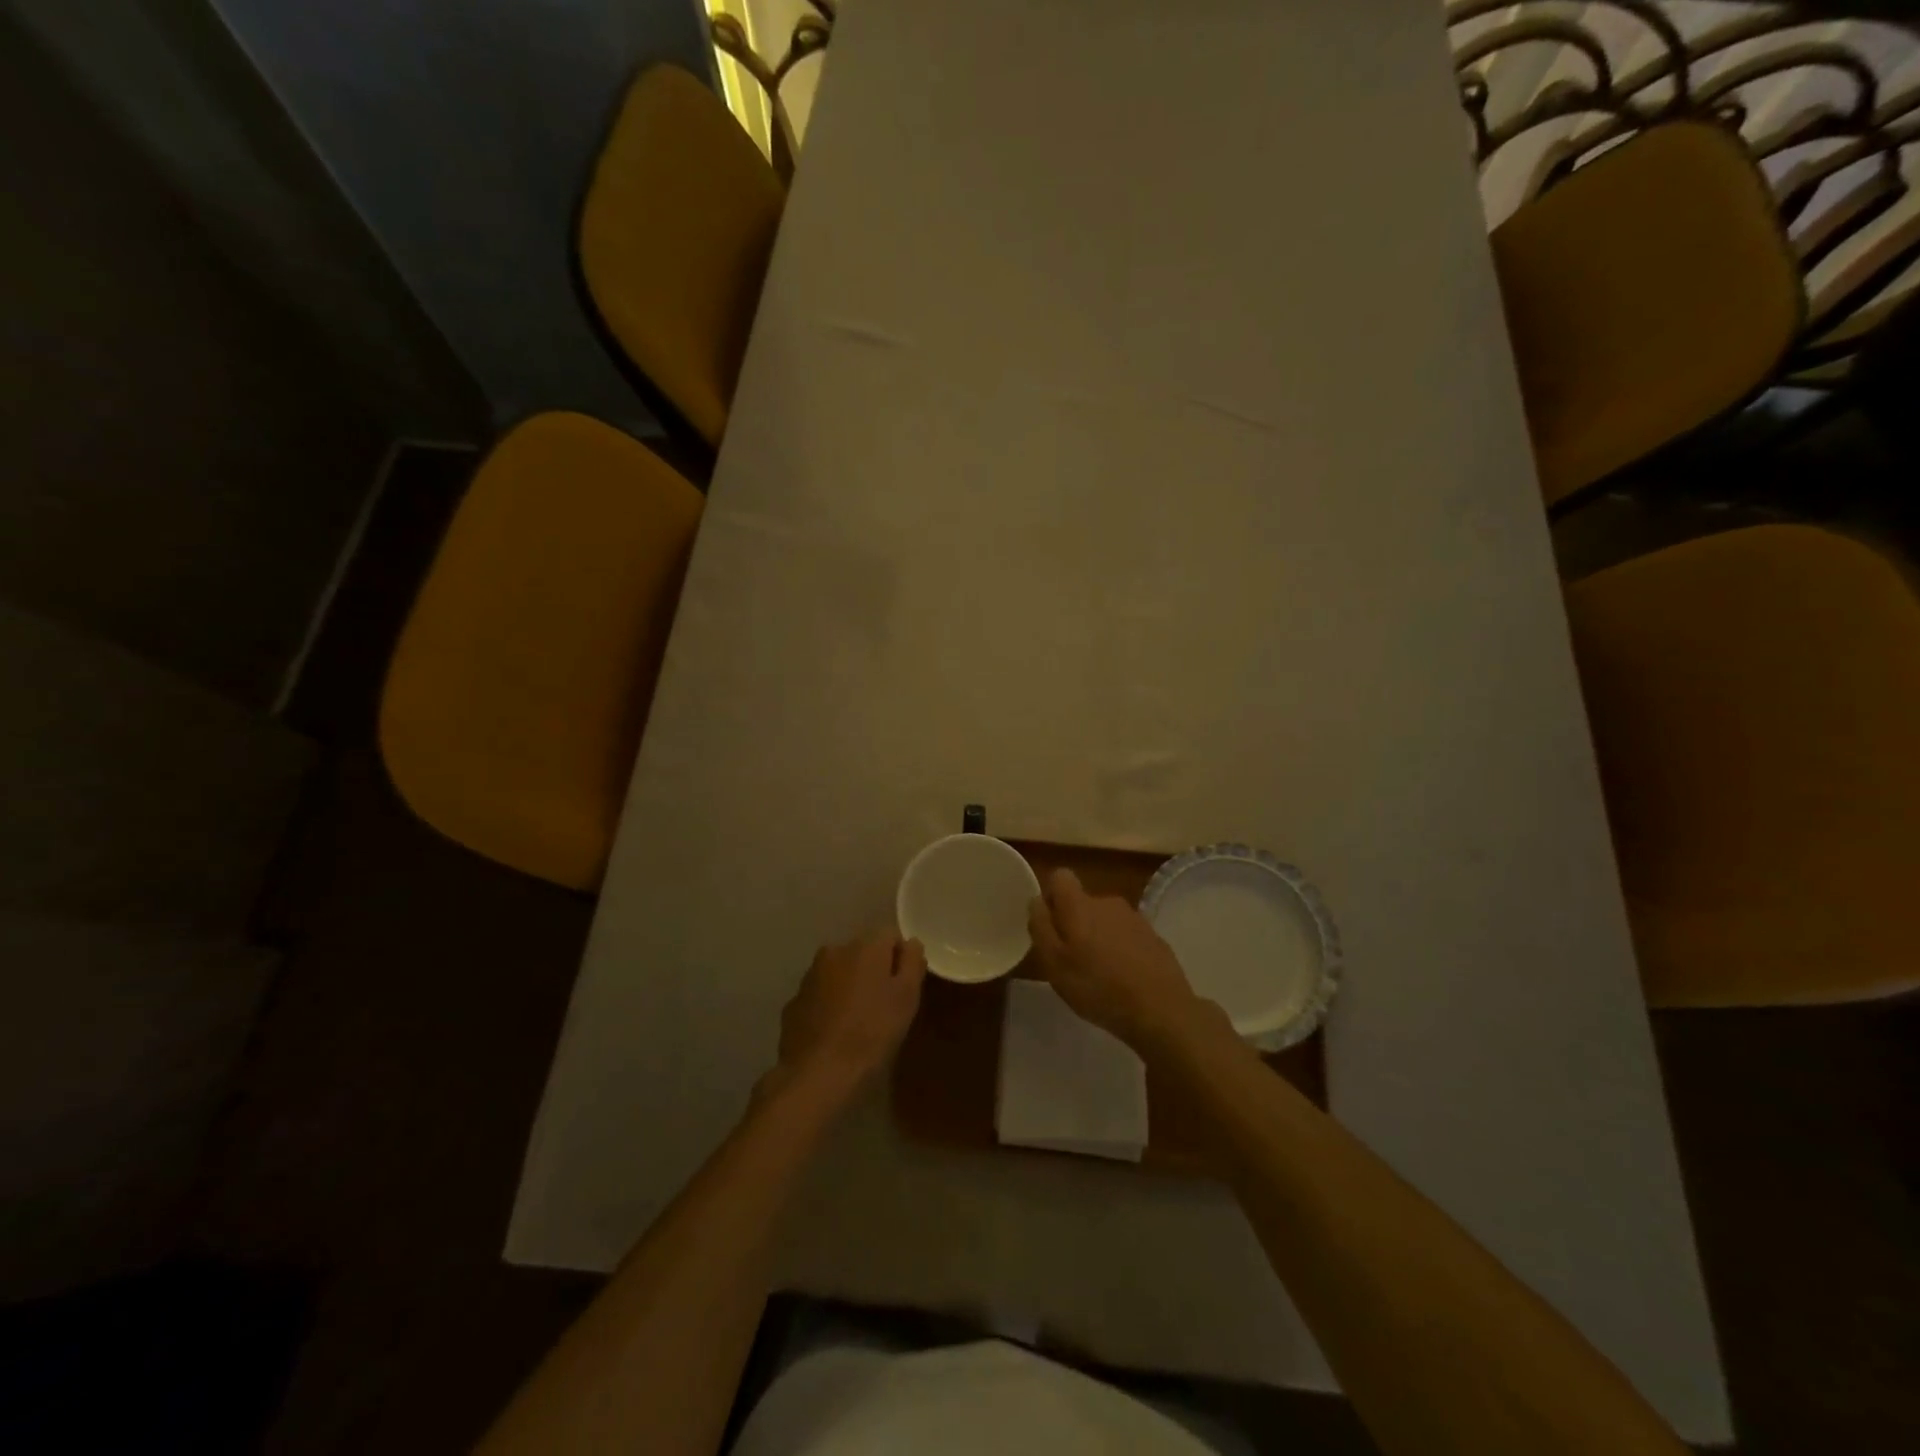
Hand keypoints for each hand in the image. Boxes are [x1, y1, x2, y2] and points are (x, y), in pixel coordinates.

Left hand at [771, 931, 925, 1106]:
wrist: (818, 1073)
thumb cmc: (872, 1031)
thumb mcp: (907, 997)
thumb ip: (913, 962)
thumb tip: (911, 943)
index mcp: (864, 946)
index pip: (890, 936)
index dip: (901, 958)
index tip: (904, 987)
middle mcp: (834, 950)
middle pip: (863, 952)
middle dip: (874, 971)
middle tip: (884, 1005)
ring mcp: (809, 976)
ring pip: (839, 973)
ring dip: (850, 987)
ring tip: (858, 1021)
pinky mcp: (794, 1002)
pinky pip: (820, 995)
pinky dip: (829, 1005)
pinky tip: (835, 1032)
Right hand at [1028, 868, 1203, 1048]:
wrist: (1161, 1010)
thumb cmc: (1098, 987)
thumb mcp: (1054, 964)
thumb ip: (1040, 927)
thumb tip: (1037, 901)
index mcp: (1080, 905)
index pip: (1060, 877)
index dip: (1051, 897)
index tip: (1050, 927)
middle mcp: (1108, 902)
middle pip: (1083, 902)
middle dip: (1074, 924)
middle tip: (1072, 960)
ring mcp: (1135, 918)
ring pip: (1106, 920)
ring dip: (1098, 938)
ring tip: (1099, 974)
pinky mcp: (1154, 937)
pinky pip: (1127, 936)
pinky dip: (1121, 950)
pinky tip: (1124, 979)